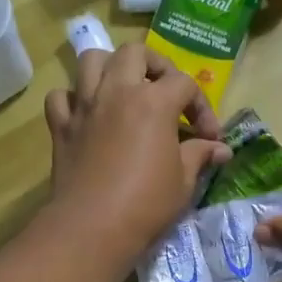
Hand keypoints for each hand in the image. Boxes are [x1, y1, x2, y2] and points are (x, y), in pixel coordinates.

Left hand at [43, 43, 230, 273]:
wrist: (92, 228)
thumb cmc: (147, 204)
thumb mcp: (184, 181)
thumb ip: (200, 155)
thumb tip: (221, 149)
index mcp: (153, 102)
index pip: (184, 83)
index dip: (202, 107)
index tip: (209, 138)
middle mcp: (117, 92)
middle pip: (136, 53)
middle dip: (157, 67)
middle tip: (166, 95)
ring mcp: (85, 106)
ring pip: (92, 61)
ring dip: (111, 68)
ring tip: (125, 91)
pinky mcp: (61, 126)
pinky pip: (62, 96)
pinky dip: (75, 99)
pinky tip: (88, 115)